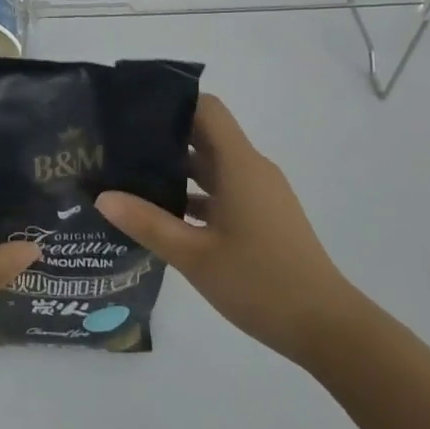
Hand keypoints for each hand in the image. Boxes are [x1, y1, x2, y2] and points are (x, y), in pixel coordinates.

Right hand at [95, 94, 353, 365]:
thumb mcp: (194, 255)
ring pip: (213, 166)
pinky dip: (195, 195)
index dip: (172, 100)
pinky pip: (223, 191)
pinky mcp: (263, 218)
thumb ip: (147, 223)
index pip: (206, 108)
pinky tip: (163, 214)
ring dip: (176, 168)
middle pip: (205, 135)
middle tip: (118, 142)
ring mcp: (260, 195)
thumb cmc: (260, 282)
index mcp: (239, 165)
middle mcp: (251, 170)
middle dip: (163, 135)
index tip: (133, 106)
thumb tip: (102, 196)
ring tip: (130, 176)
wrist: (327, 328)